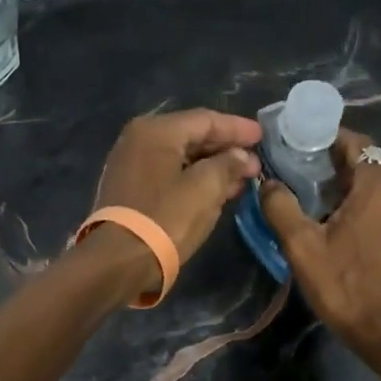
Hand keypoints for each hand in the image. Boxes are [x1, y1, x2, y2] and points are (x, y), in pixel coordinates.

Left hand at [89, 108, 262, 292]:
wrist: (118, 261)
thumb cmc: (165, 218)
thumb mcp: (205, 189)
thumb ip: (227, 165)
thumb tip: (240, 156)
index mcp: (156, 131)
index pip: (205, 119)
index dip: (237, 128)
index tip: (262, 136)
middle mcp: (139, 139)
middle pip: (191, 136)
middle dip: (226, 149)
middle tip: (255, 163)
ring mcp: (131, 164)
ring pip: (181, 158)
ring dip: (212, 167)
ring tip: (241, 179)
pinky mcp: (129, 189)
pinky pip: (169, 175)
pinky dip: (194, 179)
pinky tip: (216, 192)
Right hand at [261, 128, 380, 367]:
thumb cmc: (347, 287)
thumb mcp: (302, 248)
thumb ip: (281, 208)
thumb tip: (267, 183)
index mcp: (378, 188)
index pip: (358, 143)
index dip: (331, 138)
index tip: (304, 144)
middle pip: (368, 166)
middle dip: (336, 166)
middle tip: (303, 177)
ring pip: (379, 191)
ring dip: (351, 191)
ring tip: (319, 206)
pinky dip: (367, 210)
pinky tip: (345, 232)